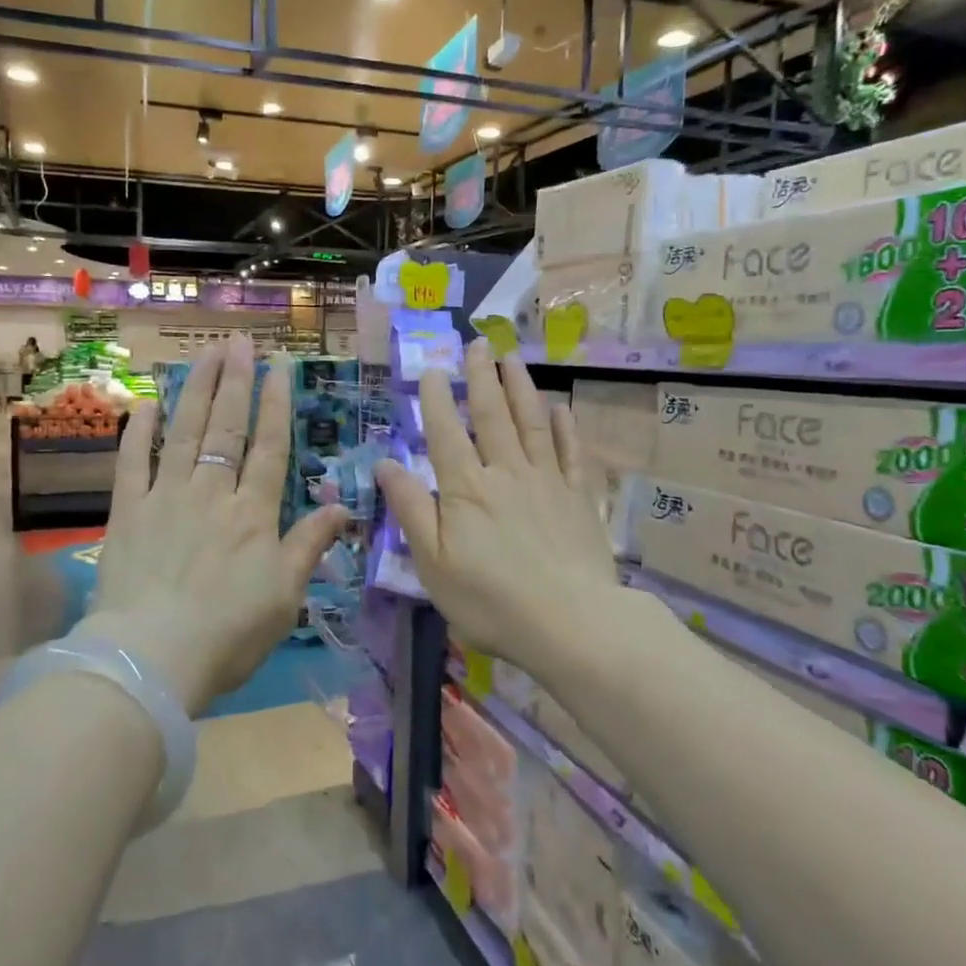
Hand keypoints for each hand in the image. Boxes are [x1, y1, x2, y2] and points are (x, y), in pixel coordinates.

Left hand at [87, 336, 348, 714]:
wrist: (153, 659)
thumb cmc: (229, 633)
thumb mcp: (285, 596)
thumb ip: (310, 545)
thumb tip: (344, 507)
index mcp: (254, 513)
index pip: (269, 447)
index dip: (275, 404)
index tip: (278, 367)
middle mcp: (213, 492)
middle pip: (227, 428)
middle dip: (235, 381)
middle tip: (240, 342)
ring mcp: (167, 497)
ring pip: (185, 432)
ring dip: (195, 390)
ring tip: (204, 354)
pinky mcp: (127, 511)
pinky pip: (132, 462)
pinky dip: (139, 431)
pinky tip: (147, 404)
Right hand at [374, 341, 620, 672]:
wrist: (570, 623)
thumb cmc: (490, 599)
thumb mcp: (433, 563)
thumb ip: (411, 509)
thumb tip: (387, 463)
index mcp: (466, 489)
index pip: (447, 432)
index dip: (437, 399)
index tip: (433, 369)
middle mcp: (506, 473)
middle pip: (492, 416)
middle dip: (482, 377)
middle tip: (478, 343)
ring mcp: (547, 481)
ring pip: (532, 423)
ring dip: (521, 387)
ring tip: (513, 357)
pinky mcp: (579, 498)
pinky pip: (572, 453)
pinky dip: (566, 427)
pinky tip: (561, 408)